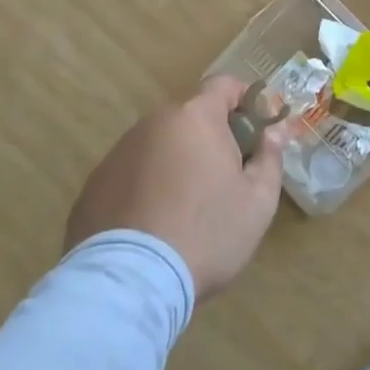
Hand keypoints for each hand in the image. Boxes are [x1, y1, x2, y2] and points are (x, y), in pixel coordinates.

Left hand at [65, 75, 287, 298]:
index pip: (224, 85)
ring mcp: (119, 152)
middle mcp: (153, 122)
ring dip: (176, 161)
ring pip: (159, 144)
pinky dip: (146, 186)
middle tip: (225, 175)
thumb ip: (270, 157)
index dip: (245, 101)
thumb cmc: (206, 234)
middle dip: (210, 136)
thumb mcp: (257, 201)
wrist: (129, 284)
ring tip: (186, 206)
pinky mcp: (94, 184)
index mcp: (195, 116)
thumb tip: (275, 131)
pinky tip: (152, 225)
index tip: (256, 130)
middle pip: (190, 116)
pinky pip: (131, 173)